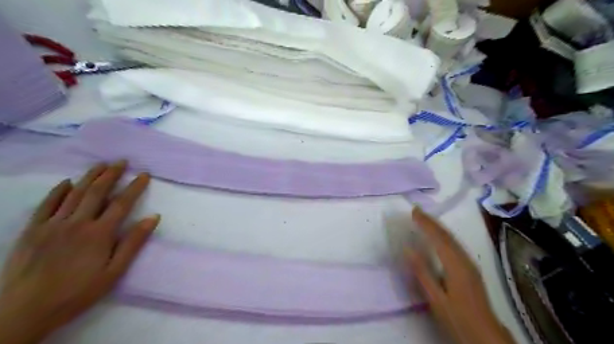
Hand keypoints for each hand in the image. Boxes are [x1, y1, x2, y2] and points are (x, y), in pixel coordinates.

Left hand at [0, 162, 159, 343]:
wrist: (25, 311)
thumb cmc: (78, 292)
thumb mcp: (114, 271)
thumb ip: (133, 243)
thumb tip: (153, 217)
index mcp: (99, 233)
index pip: (122, 203)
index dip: (134, 187)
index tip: (144, 174)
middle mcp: (77, 223)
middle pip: (97, 192)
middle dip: (111, 174)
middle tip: (121, 161)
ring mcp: (52, 225)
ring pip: (74, 194)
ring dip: (89, 177)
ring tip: (100, 164)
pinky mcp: (32, 230)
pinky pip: (47, 205)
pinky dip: (58, 191)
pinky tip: (67, 182)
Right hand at [407, 208, 514, 343]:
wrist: (485, 335)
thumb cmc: (457, 317)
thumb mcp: (436, 298)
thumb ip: (422, 272)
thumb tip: (408, 249)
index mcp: (456, 265)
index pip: (438, 238)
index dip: (426, 223)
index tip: (413, 211)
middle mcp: (465, 260)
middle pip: (447, 235)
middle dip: (431, 221)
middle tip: (416, 211)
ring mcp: (470, 264)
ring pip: (452, 239)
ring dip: (438, 227)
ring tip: (424, 220)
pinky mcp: (471, 270)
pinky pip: (454, 245)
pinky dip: (444, 236)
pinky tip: (439, 238)